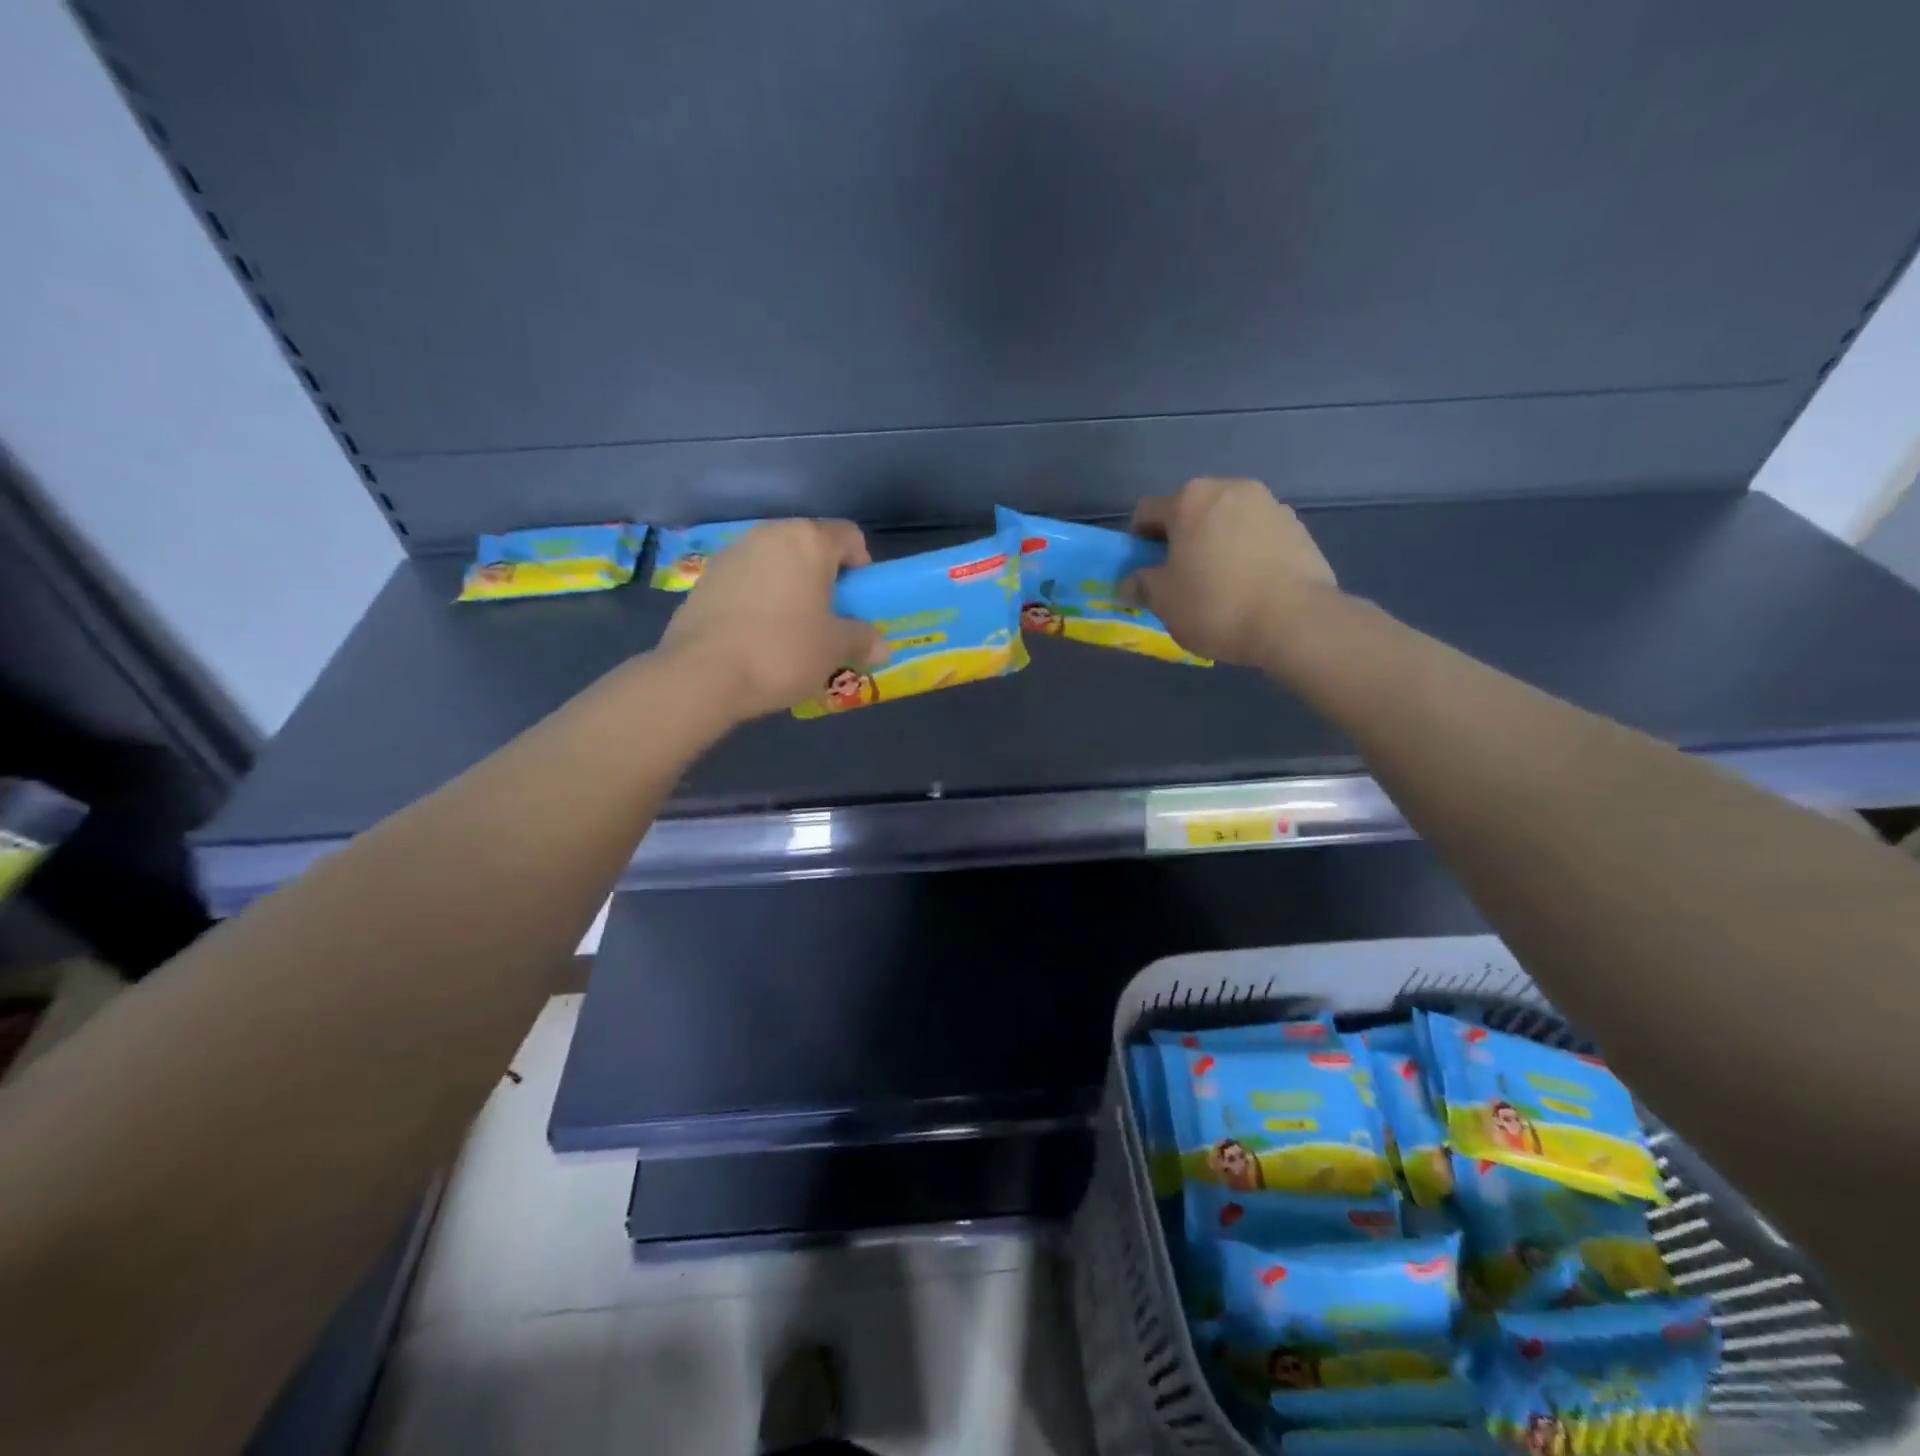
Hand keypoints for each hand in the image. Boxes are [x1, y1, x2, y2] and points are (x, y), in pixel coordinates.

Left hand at [656, 519, 882, 720]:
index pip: (849, 536)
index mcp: (808, 541)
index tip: (859, 601)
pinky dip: (759, 600)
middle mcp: (769, 536)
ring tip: (791, 630)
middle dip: (824, 578)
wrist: (703, 674)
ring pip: (775, 564)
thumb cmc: (783, 650)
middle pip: (809, 547)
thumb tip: (881, 645)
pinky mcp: (705, 580)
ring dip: (790, 588)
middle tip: (830, 618)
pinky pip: (746, 583)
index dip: (862, 566)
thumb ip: (862, 640)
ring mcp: (732, 555)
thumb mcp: (835, 649)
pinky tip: (757, 637)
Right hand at [1124, 478, 1339, 667]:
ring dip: (1217, 545)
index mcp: (1190, 499)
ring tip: (1220, 586)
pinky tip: (1250, 588)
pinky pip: (1259, 537)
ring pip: (1228, 523)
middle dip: (1182, 540)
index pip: (1147, 513)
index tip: (1145, 572)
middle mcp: (1230, 489)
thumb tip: (1131, 582)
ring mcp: (1270, 506)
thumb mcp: (1163, 601)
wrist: (1294, 621)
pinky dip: (1248, 555)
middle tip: (1181, 579)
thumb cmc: (1215, 604)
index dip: (1139, 543)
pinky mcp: (1299, 529)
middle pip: (1192, 512)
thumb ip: (1141, 585)